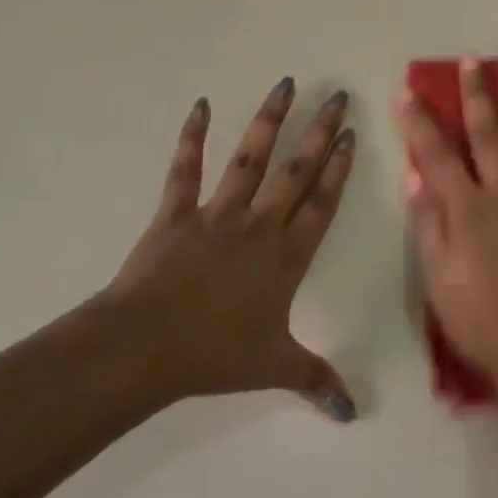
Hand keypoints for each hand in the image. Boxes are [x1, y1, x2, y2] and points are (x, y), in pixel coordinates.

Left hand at [101, 78, 357, 421]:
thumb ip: (316, 380)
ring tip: (286, 84)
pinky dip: (191, 137)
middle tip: (337, 97)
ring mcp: (217, 214)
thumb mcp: (274, 368)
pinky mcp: (176, 213)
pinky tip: (200, 105)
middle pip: (297, 172)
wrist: (144, 347)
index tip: (351, 133)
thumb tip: (353, 413)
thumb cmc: (214, 356)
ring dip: (268, 121)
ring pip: (250, 159)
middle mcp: (260, 225)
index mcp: (287, 256)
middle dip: (319, 132)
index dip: (339, 167)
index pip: (322, 203)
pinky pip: (185, 170)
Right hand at [392, 58, 497, 395]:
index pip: (438, 155)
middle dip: (477, 96)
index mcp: (468, 208)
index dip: (420, 122)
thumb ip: (427, 222)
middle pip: (489, 136)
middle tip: (473, 61)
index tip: (409, 90)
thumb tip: (417, 174)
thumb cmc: (478, 320)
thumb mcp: (435, 277)